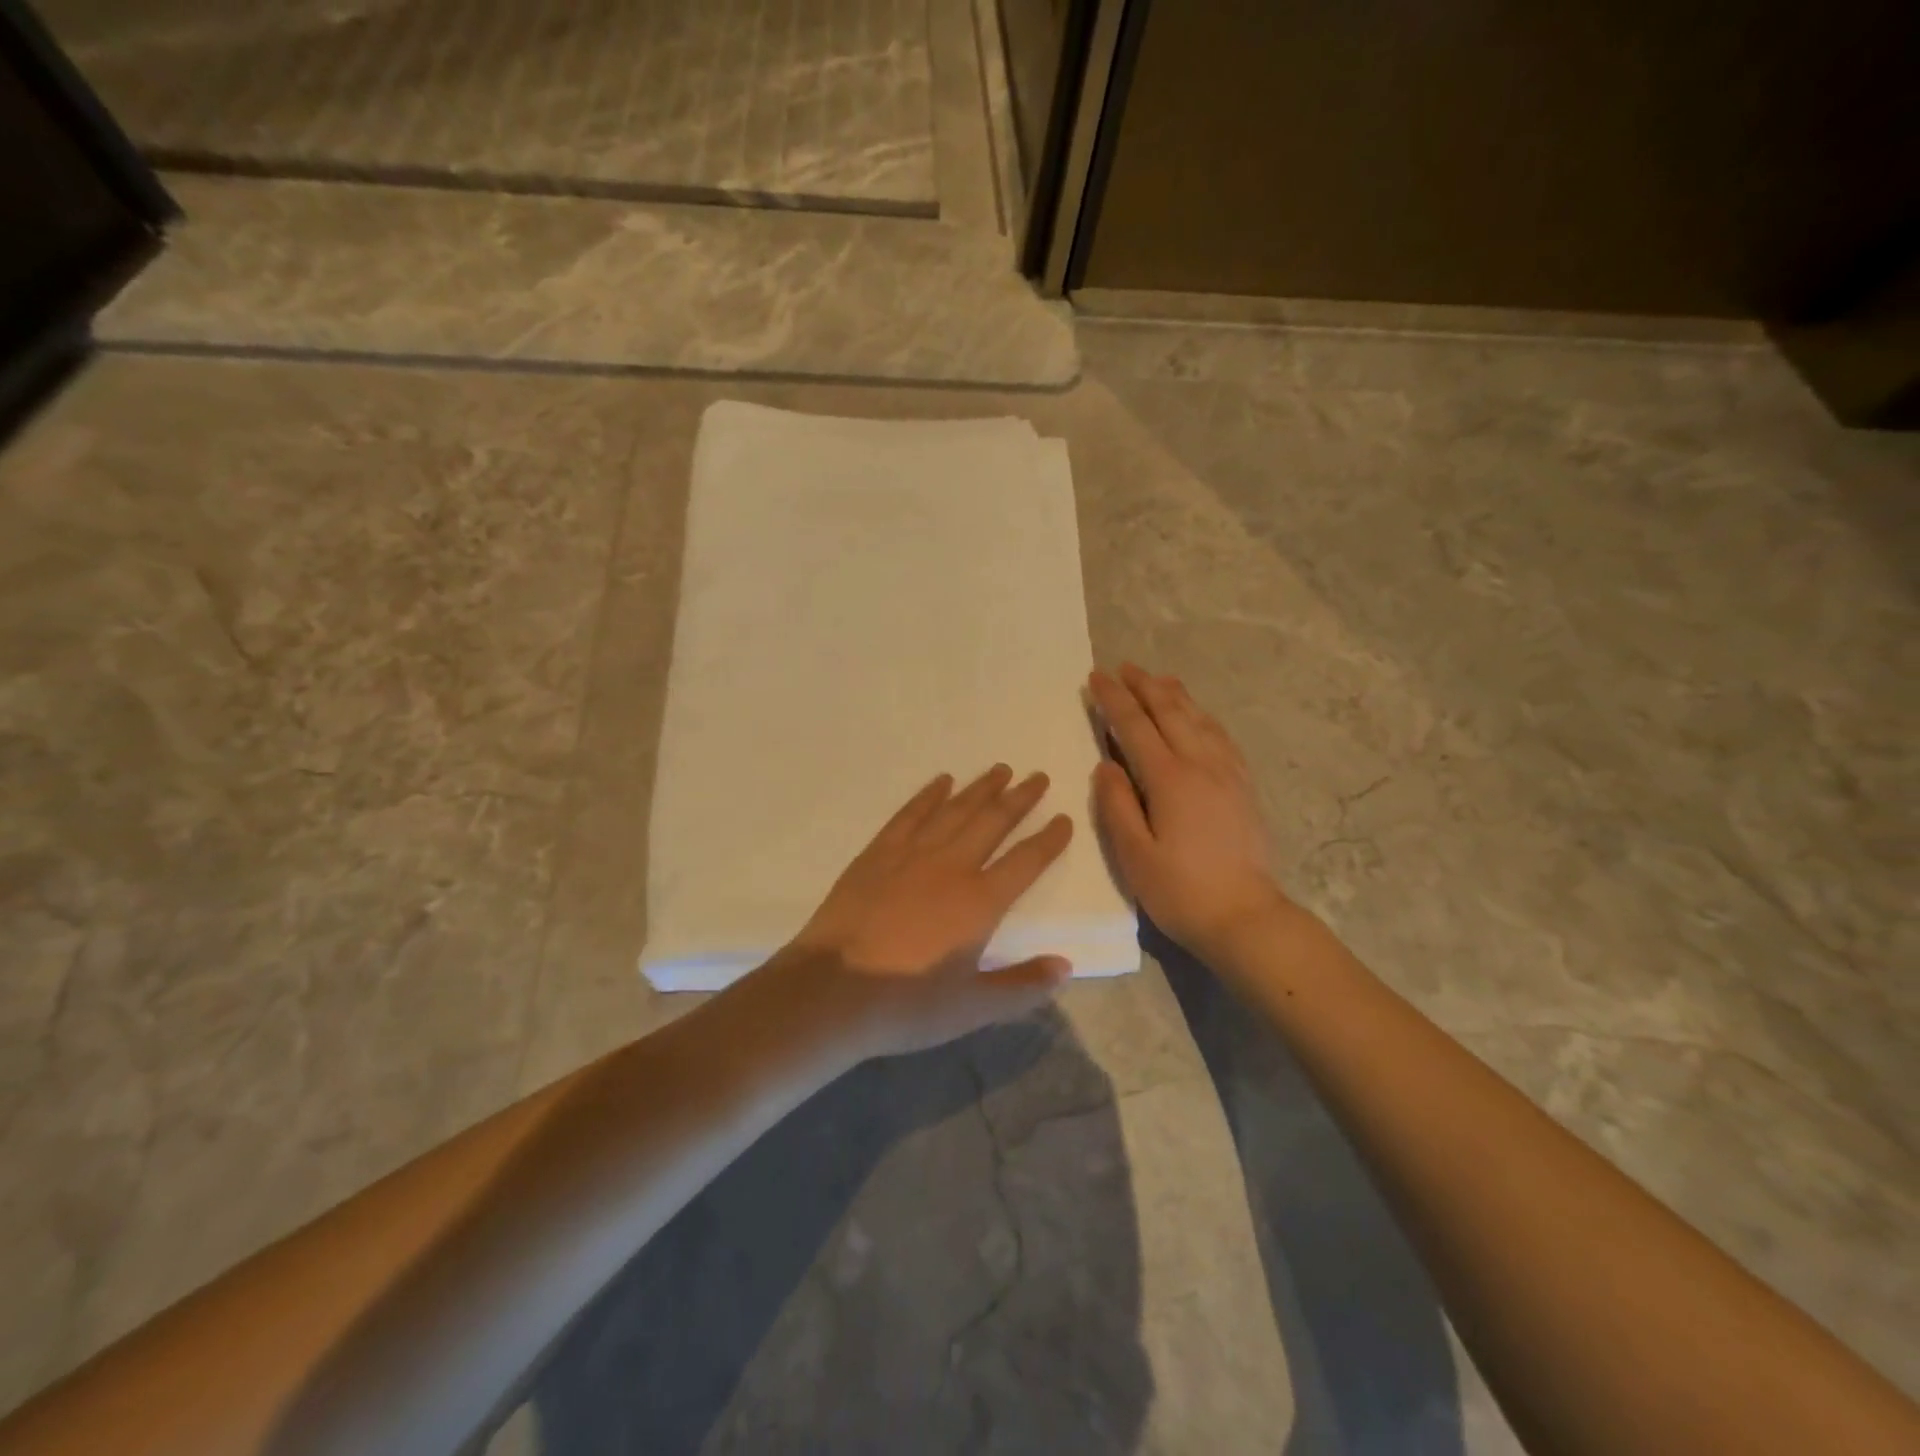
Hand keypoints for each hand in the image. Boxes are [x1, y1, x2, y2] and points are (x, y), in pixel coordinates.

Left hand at [771, 765, 1075, 1059]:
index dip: (1048, 840)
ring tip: (999, 770)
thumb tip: (1066, 966)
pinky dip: (928, 795)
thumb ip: (1022, 986)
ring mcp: (911, 855)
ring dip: (980, 788)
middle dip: (1019, 798)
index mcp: (980, 902)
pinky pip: (910, 814)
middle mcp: (951, 867)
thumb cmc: (906, 1005)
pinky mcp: (877, 853)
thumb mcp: (972, 1008)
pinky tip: (941, 781)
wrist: (831, 991)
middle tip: (1037, 776)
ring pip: (954, 811)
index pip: (1025, 862)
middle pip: (992, 823)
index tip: (1064, 818)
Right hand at [1089, 664, 1289, 956]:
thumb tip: (1106, 764)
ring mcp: (1227, 773)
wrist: (1245, 917)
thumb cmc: (1181, 891)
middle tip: (1124, 666)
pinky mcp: (1243, 786)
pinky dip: (1202, 716)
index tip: (1097, 676)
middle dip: (1144, 686)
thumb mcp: (1134, 856)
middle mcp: (1201, 765)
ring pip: (1199, 719)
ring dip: (1175, 695)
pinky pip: (1221, 736)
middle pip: (1170, 712)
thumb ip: (1116, 805)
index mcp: (1169, 780)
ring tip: (1158, 678)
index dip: (1114, 699)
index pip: (1135, 727)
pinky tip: (1197, 715)